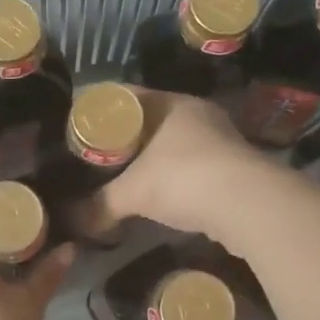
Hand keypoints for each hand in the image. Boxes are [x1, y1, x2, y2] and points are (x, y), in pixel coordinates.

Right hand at [79, 90, 287, 244]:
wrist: (249, 204)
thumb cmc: (183, 179)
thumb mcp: (132, 193)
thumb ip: (99, 206)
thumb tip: (69, 223)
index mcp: (169, 103)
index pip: (125, 97)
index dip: (99, 111)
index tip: (78, 130)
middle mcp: (195, 113)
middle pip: (149, 120)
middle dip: (124, 139)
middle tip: (96, 158)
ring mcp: (219, 138)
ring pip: (173, 143)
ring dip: (151, 159)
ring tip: (123, 178)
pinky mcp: (233, 165)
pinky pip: (192, 164)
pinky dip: (173, 177)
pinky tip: (160, 195)